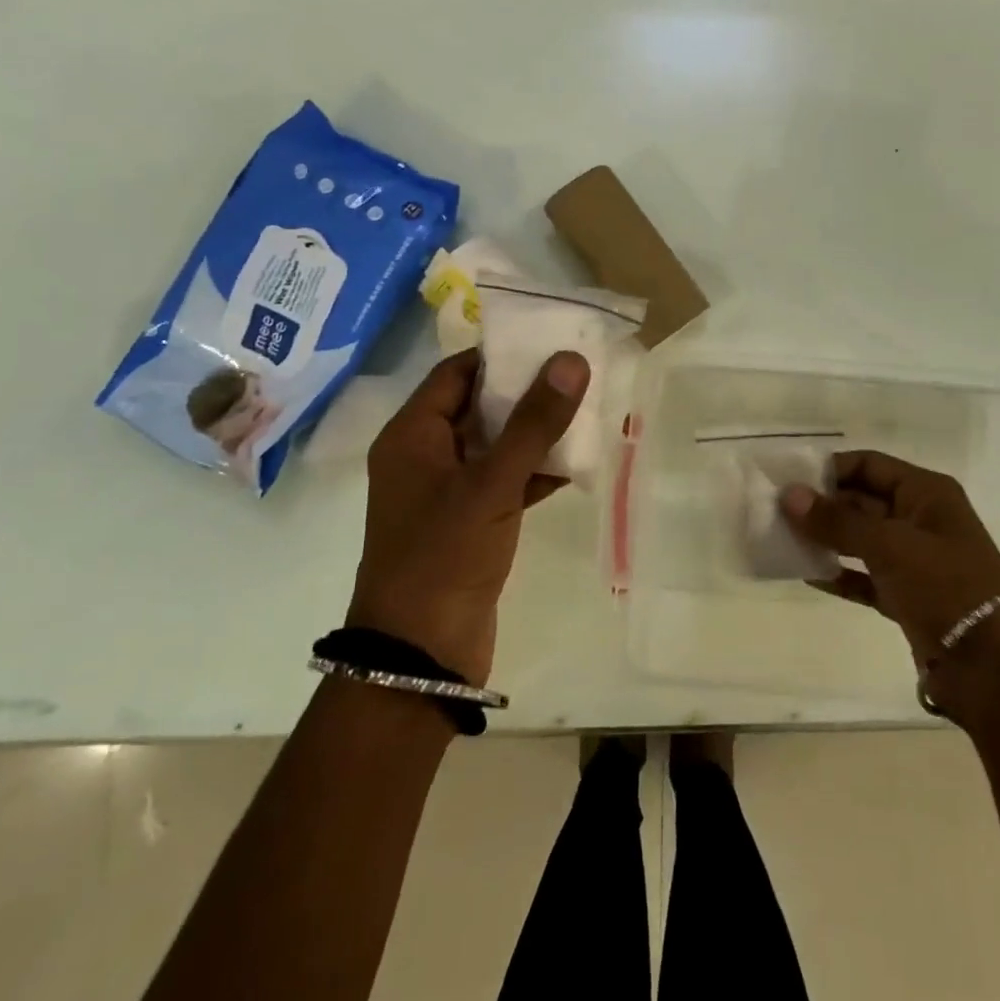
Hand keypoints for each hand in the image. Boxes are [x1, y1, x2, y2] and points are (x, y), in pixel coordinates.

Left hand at [348, 348, 589, 685]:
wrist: (420, 658)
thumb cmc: (444, 556)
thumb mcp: (492, 484)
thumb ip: (534, 422)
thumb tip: (571, 359)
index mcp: (411, 436)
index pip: (457, 373)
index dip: (501, 355)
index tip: (550, 342)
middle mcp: (424, 457)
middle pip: (478, 406)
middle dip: (526, 391)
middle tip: (578, 373)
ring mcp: (446, 493)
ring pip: (495, 445)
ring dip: (535, 432)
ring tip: (587, 410)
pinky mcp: (468, 524)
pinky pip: (504, 481)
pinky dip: (534, 471)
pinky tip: (576, 464)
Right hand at [781, 451, 999, 664]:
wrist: (994, 667)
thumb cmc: (945, 585)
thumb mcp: (889, 544)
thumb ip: (836, 520)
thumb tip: (788, 495)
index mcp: (926, 493)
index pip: (869, 465)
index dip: (829, 468)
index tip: (788, 478)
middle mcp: (920, 519)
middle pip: (862, 501)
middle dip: (822, 505)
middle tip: (774, 511)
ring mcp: (914, 560)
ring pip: (860, 539)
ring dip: (825, 539)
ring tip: (781, 539)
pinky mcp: (907, 597)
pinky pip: (864, 577)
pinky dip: (839, 574)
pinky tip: (805, 574)